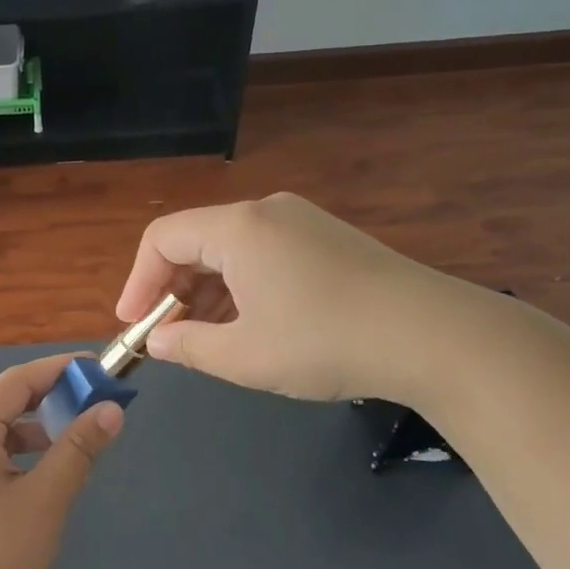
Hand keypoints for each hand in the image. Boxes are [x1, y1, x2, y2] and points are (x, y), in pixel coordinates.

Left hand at [0, 354, 123, 568]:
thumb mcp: (45, 499)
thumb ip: (78, 449)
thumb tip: (111, 409)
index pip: (17, 380)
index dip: (60, 370)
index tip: (99, 369)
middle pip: (4, 402)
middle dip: (51, 400)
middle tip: (95, 404)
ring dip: (35, 430)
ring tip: (76, 442)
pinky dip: (17, 454)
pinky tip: (43, 475)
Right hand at [115, 193, 487, 405]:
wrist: (436, 337)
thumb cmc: (326, 342)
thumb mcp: (244, 356)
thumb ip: (187, 347)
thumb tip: (157, 343)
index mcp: (239, 228)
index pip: (162, 238)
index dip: (138, 282)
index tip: (133, 325)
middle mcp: (267, 212)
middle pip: (196, 241)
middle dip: (172, 289)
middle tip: (169, 336)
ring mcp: (302, 223)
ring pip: (231, 251)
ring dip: (207, 292)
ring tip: (207, 338)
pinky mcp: (328, 240)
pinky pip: (263, 256)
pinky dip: (241, 288)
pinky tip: (250, 325)